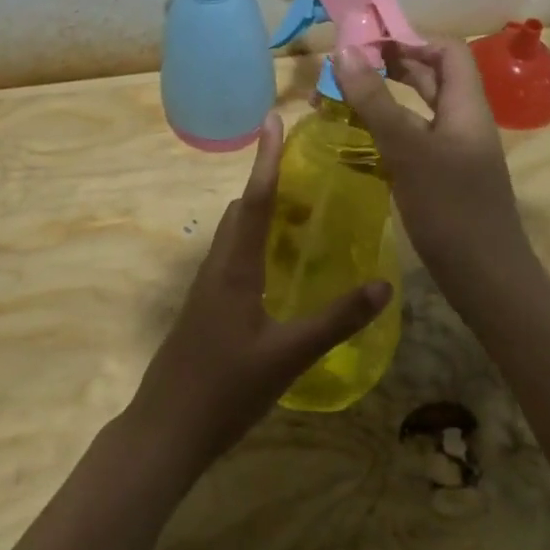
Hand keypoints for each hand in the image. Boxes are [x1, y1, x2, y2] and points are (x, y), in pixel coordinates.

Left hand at [128, 113, 389, 468]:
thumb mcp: (288, 356)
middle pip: (241, 210)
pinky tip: (278, 267)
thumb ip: (336, 320)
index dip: (266, 159)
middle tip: (307, 175)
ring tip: (300, 214)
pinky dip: (255, 242)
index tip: (273, 120)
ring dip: (261, 214)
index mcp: (235, 267)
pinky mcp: (205, 308)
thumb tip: (383, 284)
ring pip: (234, 234)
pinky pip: (232, 257)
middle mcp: (217, 266)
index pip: (254, 199)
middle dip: (268, 183)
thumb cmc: (225, 388)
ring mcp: (207, 288)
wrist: (166, 429)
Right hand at [332, 39, 529, 286]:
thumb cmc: (450, 209)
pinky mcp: (441, 177)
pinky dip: (385, 131)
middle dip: (390, 66)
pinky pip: (412, 140)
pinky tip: (355, 139)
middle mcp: (462, 121)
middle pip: (430, 77)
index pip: (447, 50)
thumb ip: (375, 101)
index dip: (410, 39)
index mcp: (466, 106)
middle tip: (346, 66)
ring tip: (341, 97)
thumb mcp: (407, 149)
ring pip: (417, 110)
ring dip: (382, 99)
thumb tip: (343, 52)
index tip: (367, 43)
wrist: (486, 279)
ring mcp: (452, 151)